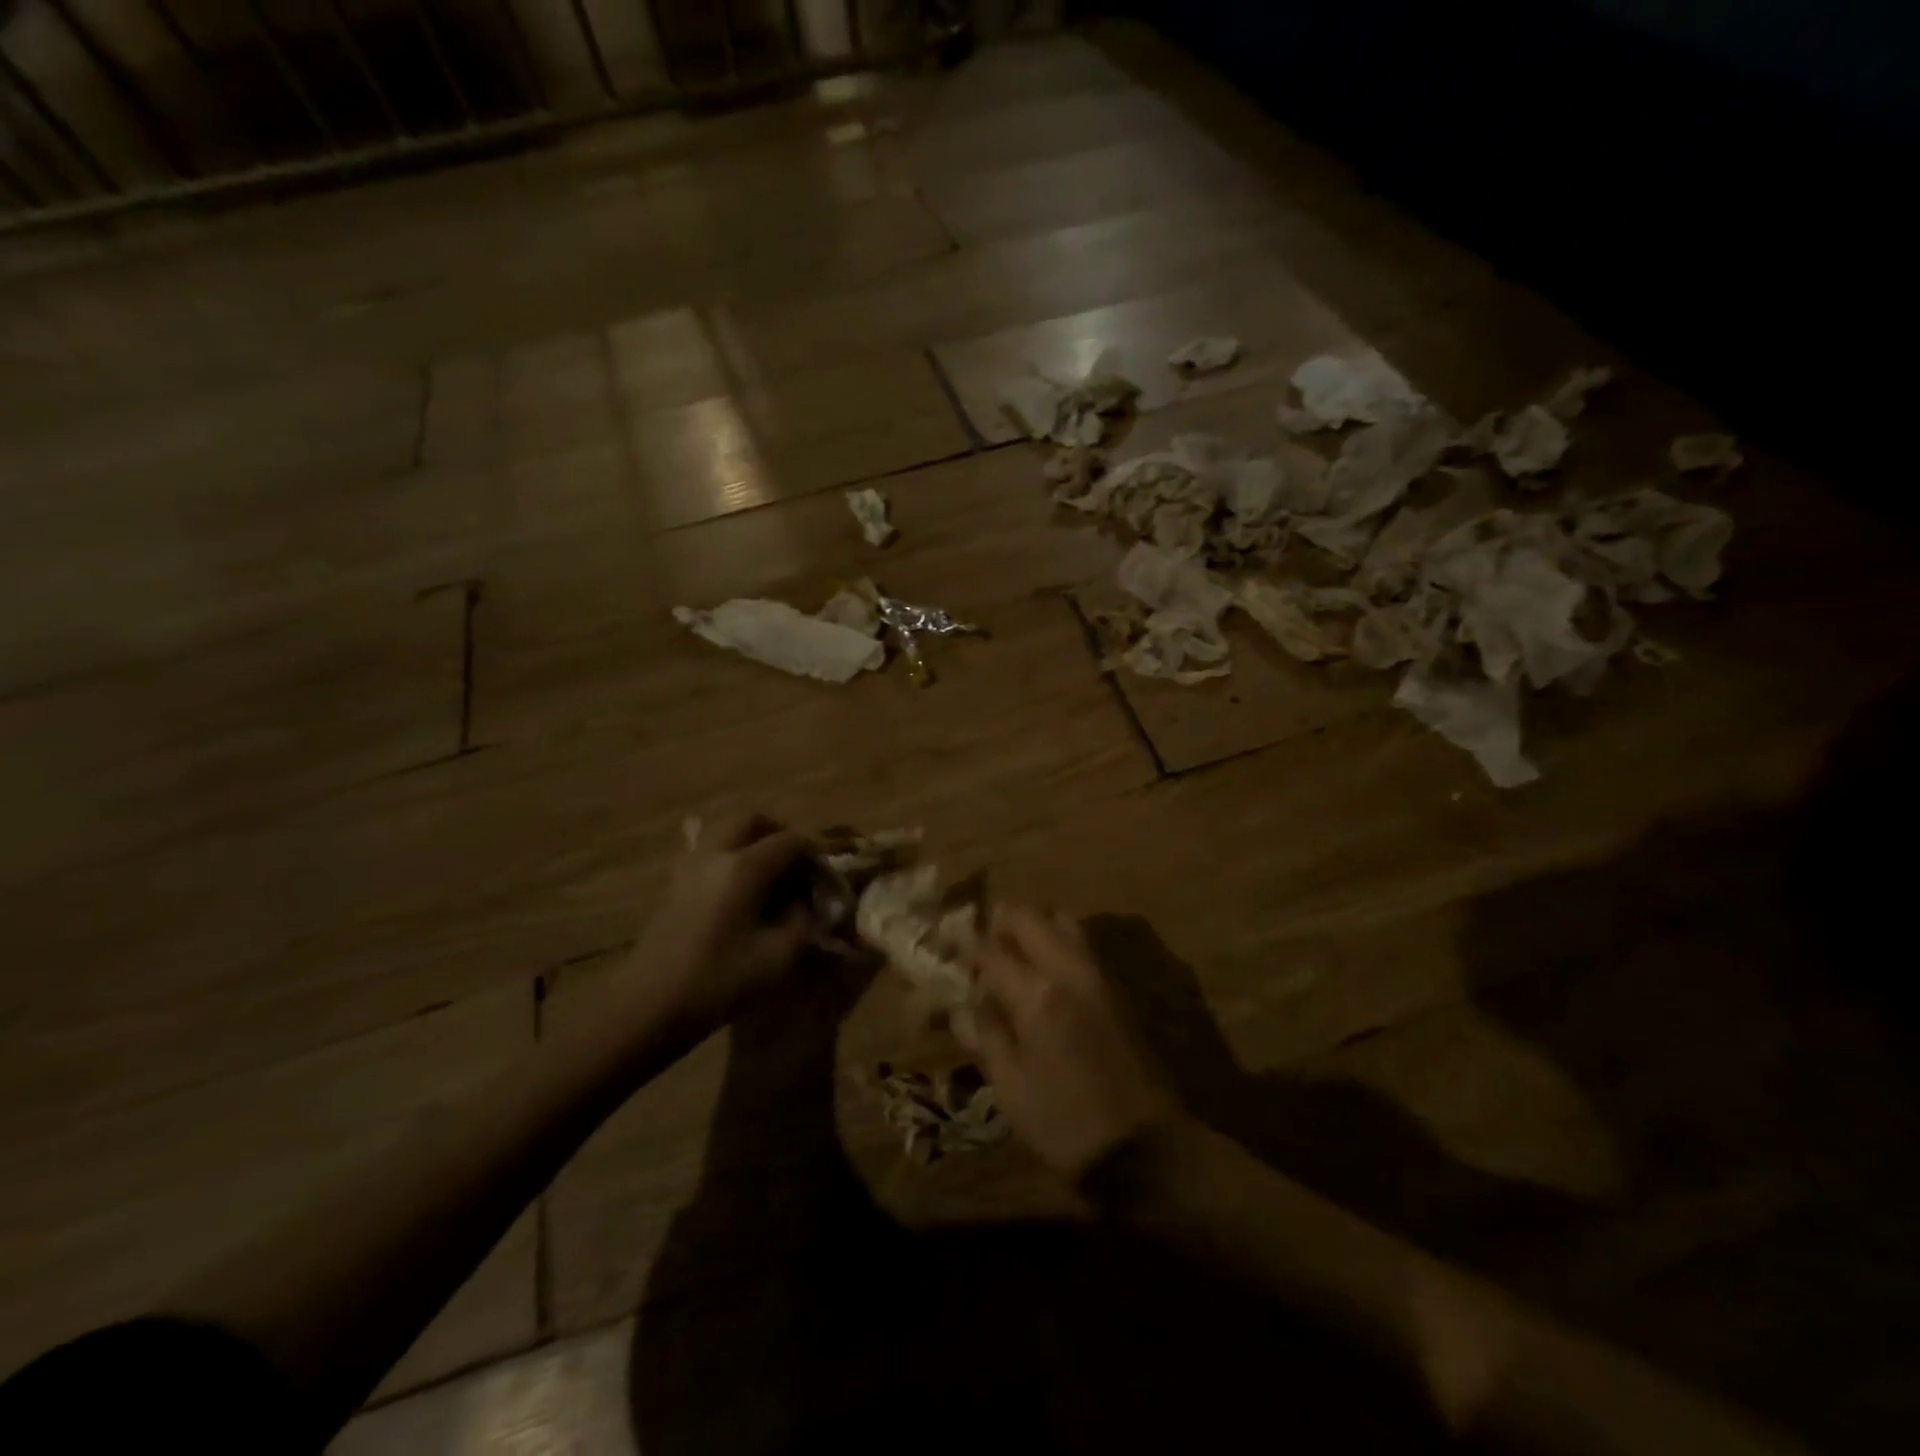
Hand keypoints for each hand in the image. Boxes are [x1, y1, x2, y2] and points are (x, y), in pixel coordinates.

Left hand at [627, 814, 817, 1035]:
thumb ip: (802, 922)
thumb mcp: (778, 958)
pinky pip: (704, 850)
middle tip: (796, 863)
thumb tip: (805, 903)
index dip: (813, 854)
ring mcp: (689, 866)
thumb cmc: (718, 981)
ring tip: (768, 872)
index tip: (825, 876)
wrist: (649, 1006)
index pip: (790, 841)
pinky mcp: (674, 883)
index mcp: (744, 867)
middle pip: (752, 820)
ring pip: (724, 830)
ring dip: (751, 840)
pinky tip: (736, 883)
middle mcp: (716, 854)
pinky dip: (726, 854)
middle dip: (779, 833)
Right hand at [973, 907, 1179, 1179]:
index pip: (991, 949)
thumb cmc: (1064, 1122)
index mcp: (1036, 993)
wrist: (1145, 1146)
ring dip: (1035, 927)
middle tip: (984, 943)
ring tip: (1015, 954)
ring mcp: (1099, 975)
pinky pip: (1083, 944)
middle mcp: (1069, 970)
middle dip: (1002, 921)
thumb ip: (987, 1033)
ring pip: (1063, 921)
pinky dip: (1058, 942)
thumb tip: (968, 1001)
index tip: (950, 945)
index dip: (967, 945)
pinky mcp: (1118, 988)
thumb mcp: (1010, 1086)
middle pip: (1032, 916)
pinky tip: (1046, 973)